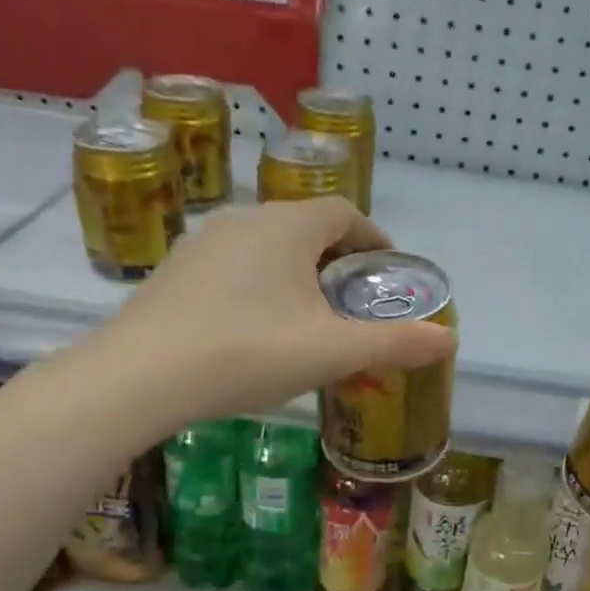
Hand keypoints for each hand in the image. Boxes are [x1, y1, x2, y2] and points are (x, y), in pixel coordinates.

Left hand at [104, 198, 456, 428]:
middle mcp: (244, 220)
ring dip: (296, 272)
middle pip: (305, 226)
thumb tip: (449, 338)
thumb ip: (393, 343)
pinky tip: (255, 328)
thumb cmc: (248, 353)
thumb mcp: (332, 352)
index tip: (386, 270)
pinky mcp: (174, 272)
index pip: (344, 212)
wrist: (140, 377)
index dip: (373, 237)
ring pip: (266, 247)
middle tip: (352, 300)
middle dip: (336, 258)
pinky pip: (233, 266)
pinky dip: (258, 285)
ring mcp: (202, 243)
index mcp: (287, 227)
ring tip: (308, 316)